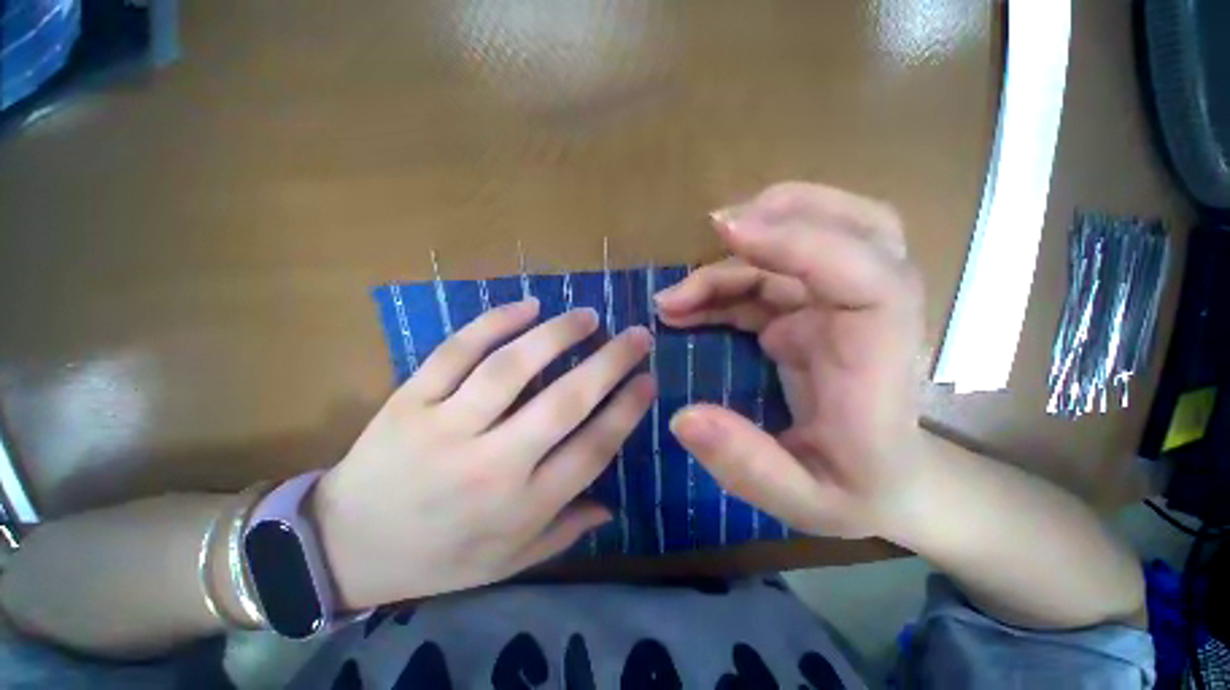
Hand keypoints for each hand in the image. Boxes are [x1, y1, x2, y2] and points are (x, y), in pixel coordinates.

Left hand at [311, 299, 653, 608]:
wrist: (342, 549)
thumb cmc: (437, 559)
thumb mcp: (507, 562)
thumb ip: (563, 533)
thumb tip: (610, 506)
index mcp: (520, 507)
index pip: (592, 449)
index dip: (626, 410)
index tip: (648, 379)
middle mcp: (491, 465)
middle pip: (564, 402)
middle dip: (609, 362)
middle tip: (637, 335)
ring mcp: (446, 428)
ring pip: (511, 368)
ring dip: (557, 335)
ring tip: (587, 316)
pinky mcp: (409, 401)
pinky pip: (456, 352)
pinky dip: (495, 322)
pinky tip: (528, 306)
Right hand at [657, 182, 924, 538]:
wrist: (889, 486)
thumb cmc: (857, 492)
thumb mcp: (802, 501)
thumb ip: (746, 465)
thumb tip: (682, 418)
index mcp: (880, 360)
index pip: (865, 275)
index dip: (801, 242)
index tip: (729, 233)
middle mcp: (869, 318)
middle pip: (857, 227)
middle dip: (785, 212)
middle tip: (718, 227)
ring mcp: (840, 310)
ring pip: (802, 246)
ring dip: (734, 258)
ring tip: (674, 296)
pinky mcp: (813, 315)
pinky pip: (769, 279)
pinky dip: (725, 283)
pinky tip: (687, 307)